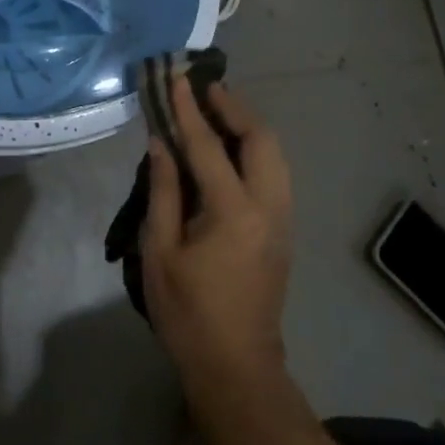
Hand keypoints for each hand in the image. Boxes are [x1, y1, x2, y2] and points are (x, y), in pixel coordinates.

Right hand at [143, 80, 293, 400]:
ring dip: (249, 125)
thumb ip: (163, 191)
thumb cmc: (188, 311)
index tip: (178, 79)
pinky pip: (275, 172)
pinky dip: (256, 148)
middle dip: (234, 107)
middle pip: (261, 139)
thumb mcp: (161, 251)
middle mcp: (268, 206)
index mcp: (233, 212)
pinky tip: (232, 148)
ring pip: (275, 154)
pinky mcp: (284, 230)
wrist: (236, 365)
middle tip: (205, 89)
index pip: (208, 146)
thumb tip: (161, 143)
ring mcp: (283, 219)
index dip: (189, 110)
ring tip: (219, 109)